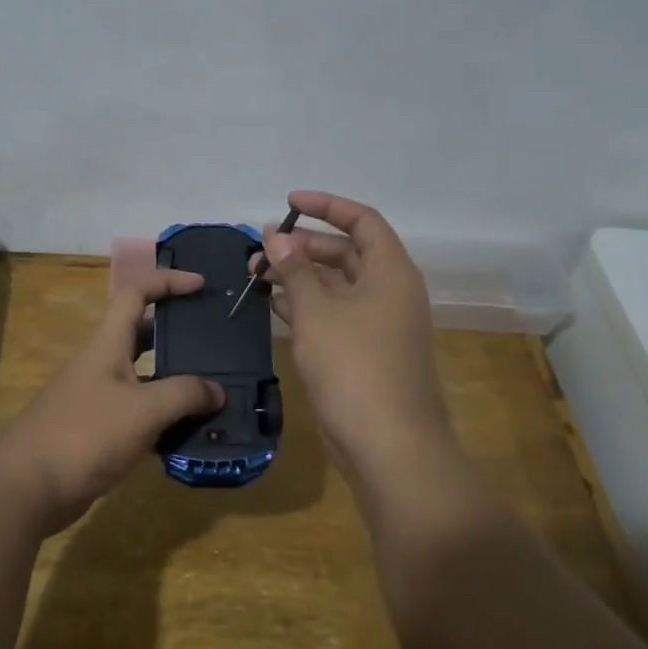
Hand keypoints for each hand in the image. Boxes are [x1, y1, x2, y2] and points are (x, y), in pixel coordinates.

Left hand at [0, 270, 223, 531]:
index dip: (168, 282)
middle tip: (217, 343)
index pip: (137, 293)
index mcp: (108, 343)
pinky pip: (139, 413)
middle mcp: (103, 363)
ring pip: (145, 377)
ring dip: (176, 381)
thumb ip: (184, 395)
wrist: (27, 487)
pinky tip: (190, 433)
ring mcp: (99, 397)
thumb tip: (218, 391)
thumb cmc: (85, 434)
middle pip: (144, 334)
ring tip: (215, 391)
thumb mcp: (143, 410)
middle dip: (180, 334)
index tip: (202, 286)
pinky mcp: (98, 430)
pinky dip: (164, 418)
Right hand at [255, 191, 461, 498]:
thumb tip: (275, 235)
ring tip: (257, 277)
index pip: (361, 220)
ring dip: (300, 277)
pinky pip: (336, 314)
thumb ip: (294, 269)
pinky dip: (307, 306)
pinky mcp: (367, 351)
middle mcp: (390, 291)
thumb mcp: (316, 312)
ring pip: (337, 286)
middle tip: (260, 251)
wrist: (389, 446)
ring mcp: (380, 324)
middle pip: (346, 252)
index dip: (326, 205)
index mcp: (390, 271)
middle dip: (302, 247)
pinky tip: (275, 307)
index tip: (288, 202)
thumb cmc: (353, 366)